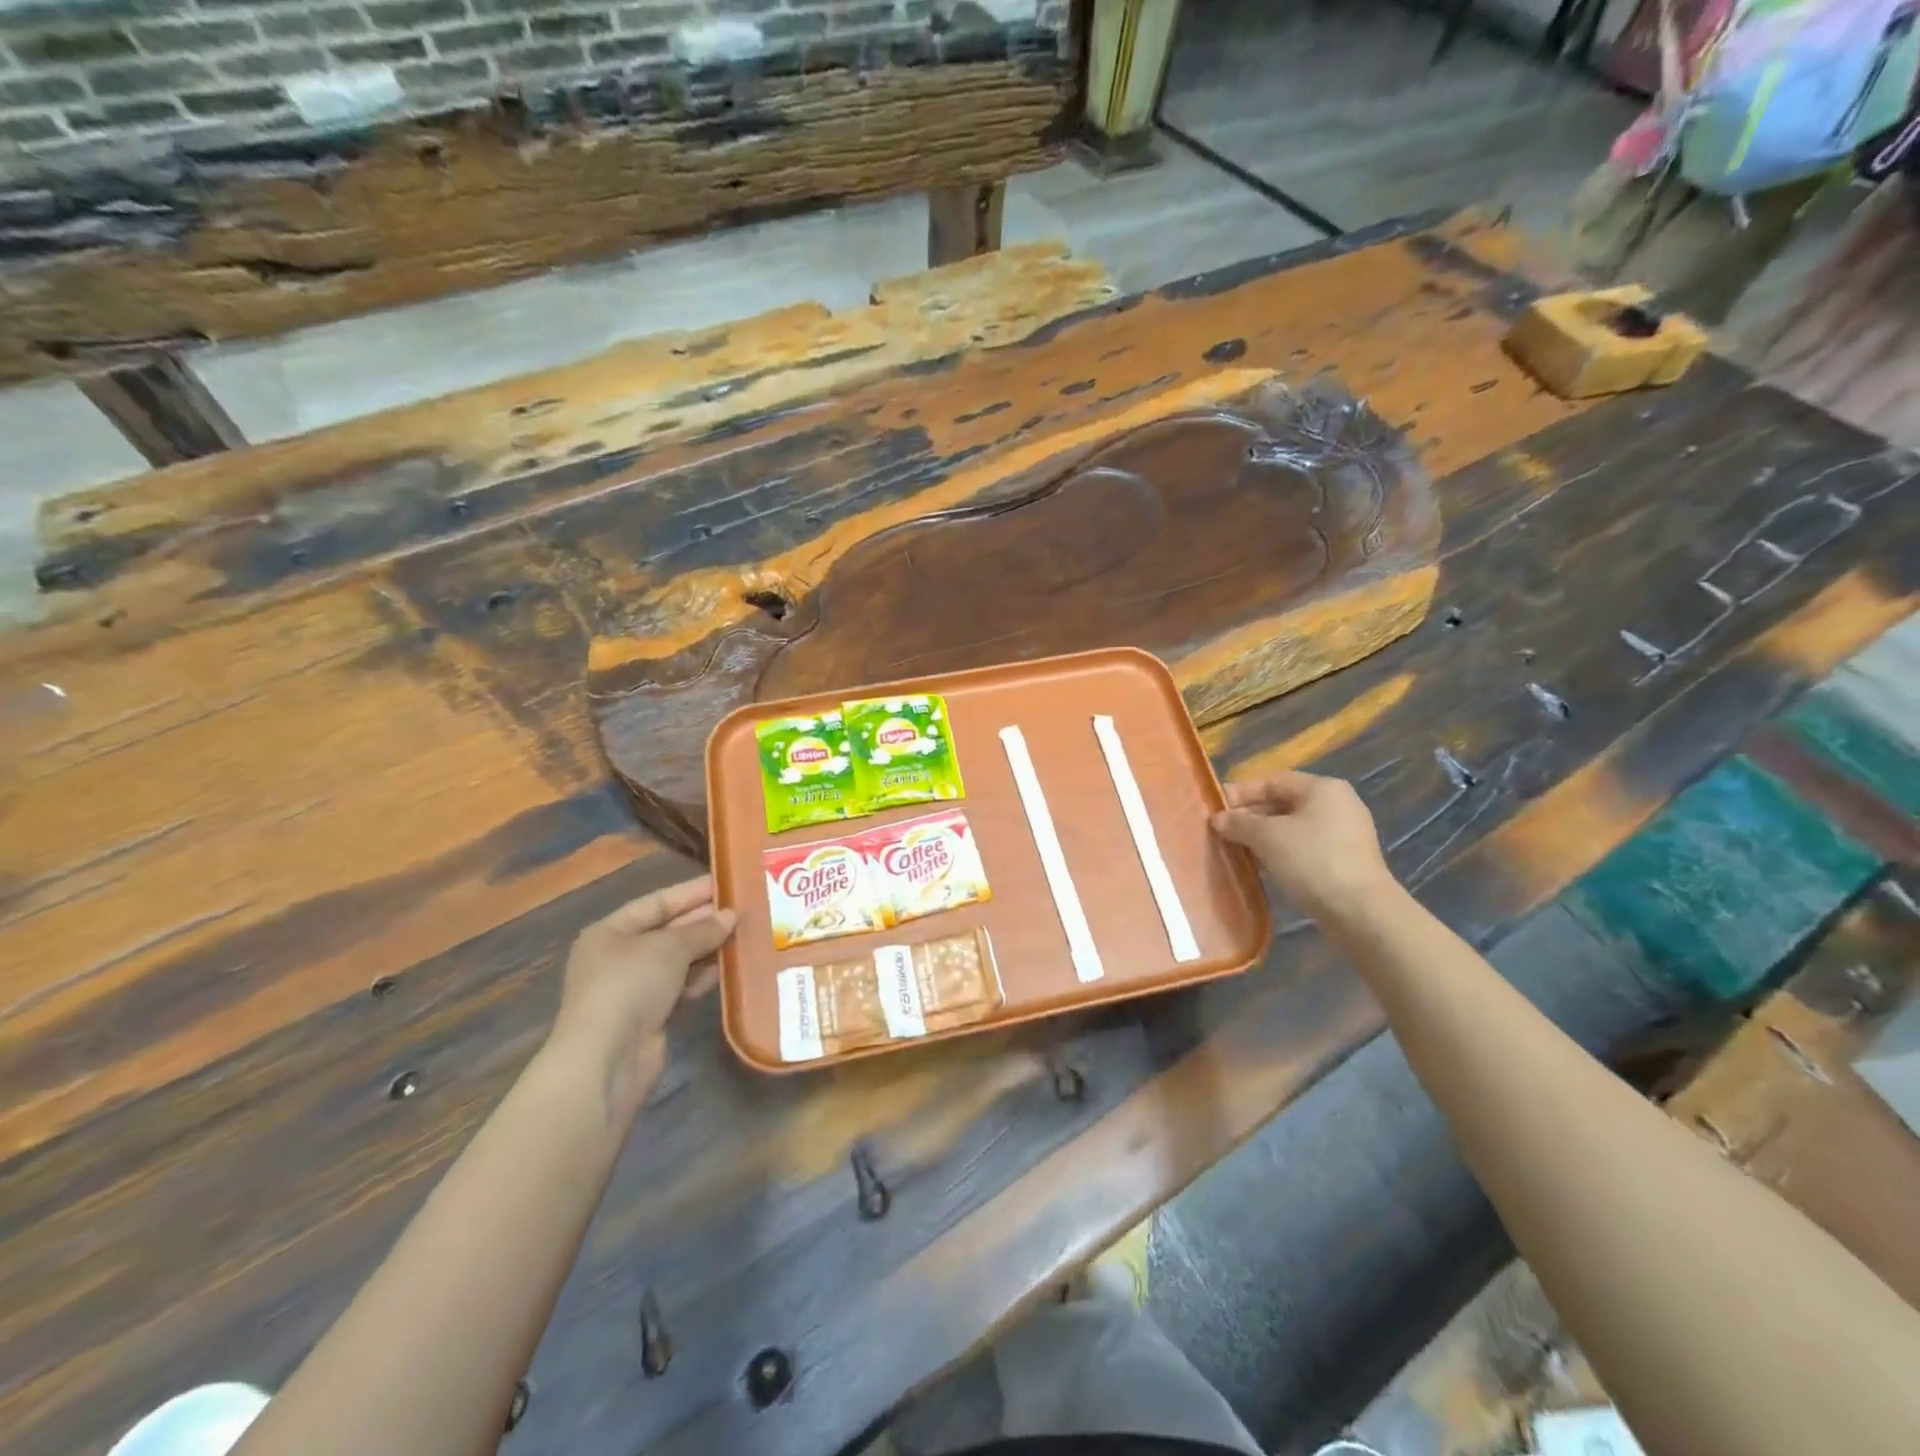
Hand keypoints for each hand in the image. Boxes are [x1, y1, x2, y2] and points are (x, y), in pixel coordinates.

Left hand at [548, 876, 736, 1122]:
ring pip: (677, 961)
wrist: (607, 1059)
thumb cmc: (629, 986)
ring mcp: (633, 989)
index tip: (727, 884)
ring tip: (745, 935)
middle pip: (667, 931)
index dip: (691, 892)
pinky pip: (681, 987)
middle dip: (703, 921)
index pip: (656, 902)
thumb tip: (731, 916)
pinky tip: (730, 969)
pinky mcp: (649, 1017)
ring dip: (708, 950)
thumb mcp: (669, 947)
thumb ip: (702, 930)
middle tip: (744, 910)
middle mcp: (618, 957)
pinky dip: (703, 978)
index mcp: (610, 932)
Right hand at [1211, 771, 1395, 921]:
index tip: (1215, 809)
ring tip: (1237, 850)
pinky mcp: (1346, 859)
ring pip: (1293, 827)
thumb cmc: (1312, 861)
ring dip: (1263, 836)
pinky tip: (1263, 866)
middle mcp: (1338, 804)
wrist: (1360, 911)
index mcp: (1322, 788)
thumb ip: (1239, 823)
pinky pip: (1305, 846)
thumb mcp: (1267, 837)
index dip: (1241, 793)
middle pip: (1283, 802)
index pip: (1272, 781)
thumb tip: (1218, 818)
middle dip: (1250, 816)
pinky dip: (1282, 852)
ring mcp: (1345, 833)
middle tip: (1222, 831)